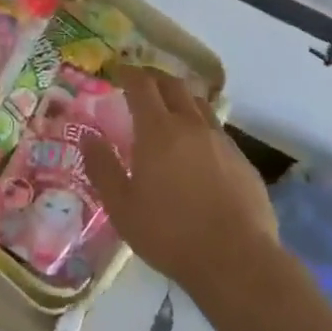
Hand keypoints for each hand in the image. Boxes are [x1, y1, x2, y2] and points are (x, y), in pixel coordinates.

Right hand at [81, 68, 277, 291]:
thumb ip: (102, 167)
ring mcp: (222, 141)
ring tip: (170, 110)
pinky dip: (201, 127)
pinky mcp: (243, 161)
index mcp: (158, 130)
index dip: (128, 73)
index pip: (142, 85)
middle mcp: (191, 125)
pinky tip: (197, 150)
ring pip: (199, 105)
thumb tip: (89, 137)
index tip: (118, 71)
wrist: (236, 259)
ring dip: (181, 99)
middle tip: (141, 84)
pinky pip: (218, 131)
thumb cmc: (169, 233)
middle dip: (155, 78)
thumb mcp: (122, 206)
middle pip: (174, 85)